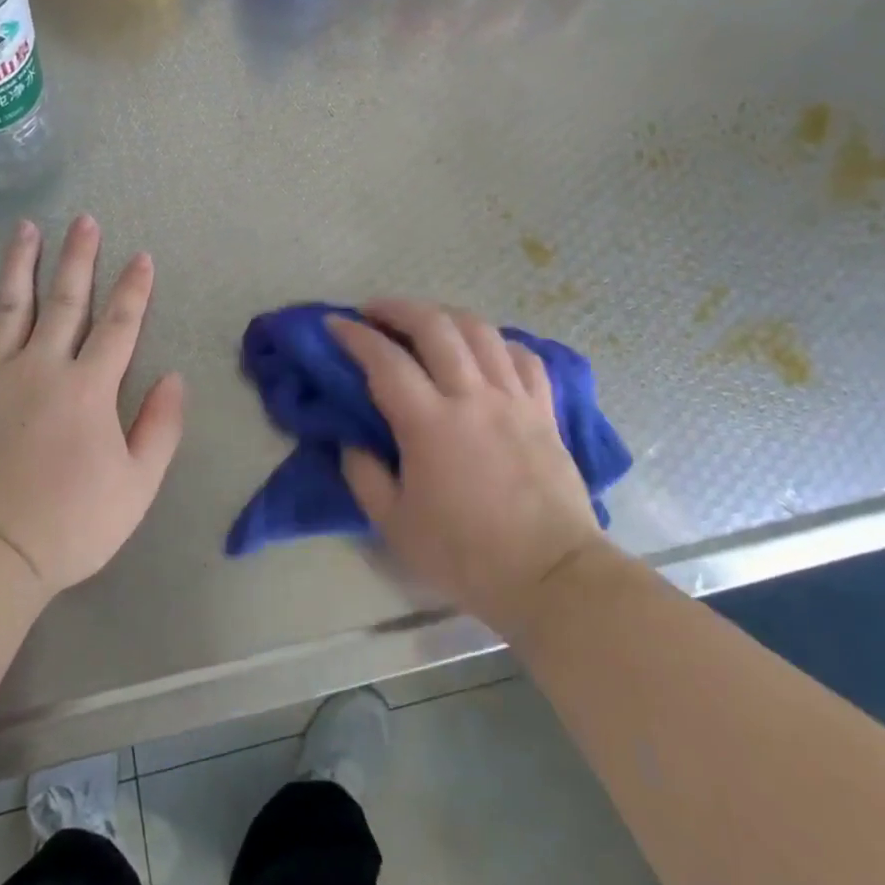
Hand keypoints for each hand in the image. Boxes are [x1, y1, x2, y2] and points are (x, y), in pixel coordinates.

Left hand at [0, 215, 185, 597]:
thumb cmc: (69, 525)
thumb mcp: (137, 486)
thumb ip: (160, 427)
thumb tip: (174, 377)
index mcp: (88, 388)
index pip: (119, 325)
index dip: (134, 290)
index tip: (142, 257)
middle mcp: (40, 367)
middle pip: (65, 301)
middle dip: (79, 258)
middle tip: (84, 221)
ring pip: (7, 306)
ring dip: (19, 264)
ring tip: (26, 228)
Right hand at [331, 300, 605, 640]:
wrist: (550, 576)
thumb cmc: (466, 555)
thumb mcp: (395, 526)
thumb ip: (364, 476)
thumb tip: (352, 440)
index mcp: (429, 423)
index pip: (384, 360)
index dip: (354, 336)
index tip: (333, 324)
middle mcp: (472, 396)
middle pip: (435, 326)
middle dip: (398, 308)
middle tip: (374, 310)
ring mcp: (514, 398)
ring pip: (480, 331)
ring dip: (445, 315)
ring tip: (425, 321)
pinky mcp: (544, 410)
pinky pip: (523, 356)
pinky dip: (497, 342)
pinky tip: (484, 349)